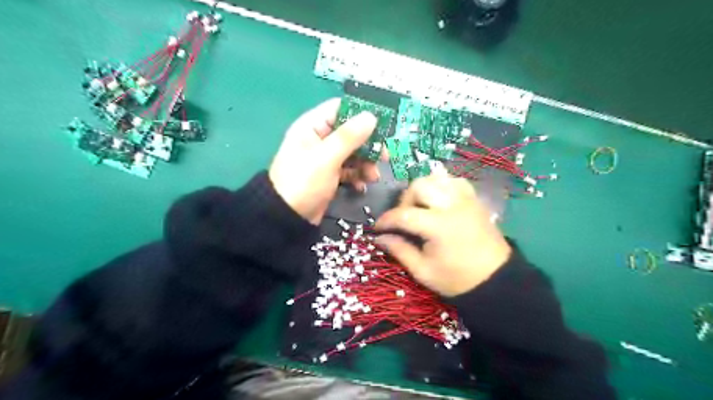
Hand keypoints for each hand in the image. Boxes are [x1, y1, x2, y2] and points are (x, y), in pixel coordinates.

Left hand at [269, 96, 377, 224]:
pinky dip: (357, 176)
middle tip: (385, 156)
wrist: (287, 218)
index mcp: (313, 126)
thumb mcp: (326, 158)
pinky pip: (349, 170)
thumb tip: (371, 116)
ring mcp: (325, 158)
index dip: (361, 114)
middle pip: (351, 133)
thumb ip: (349, 137)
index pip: (340, 109)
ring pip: (353, 153)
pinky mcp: (330, 175)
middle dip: (368, 145)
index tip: (382, 125)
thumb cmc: (303, 182)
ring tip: (373, 177)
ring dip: (366, 163)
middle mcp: (320, 139)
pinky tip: (362, 186)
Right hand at [374, 173, 513, 295]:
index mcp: (438, 226)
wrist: (496, 280)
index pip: (403, 214)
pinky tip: (438, 200)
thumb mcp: (423, 271)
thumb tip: (379, 238)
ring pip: (436, 178)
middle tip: (402, 218)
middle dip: (404, 200)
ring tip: (419, 207)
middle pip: (419, 186)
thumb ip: (399, 251)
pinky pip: (454, 181)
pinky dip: (441, 185)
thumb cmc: (457, 279)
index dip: (386, 220)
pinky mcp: (474, 200)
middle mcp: (452, 206)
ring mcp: (465, 200)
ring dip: (422, 189)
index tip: (377, 228)